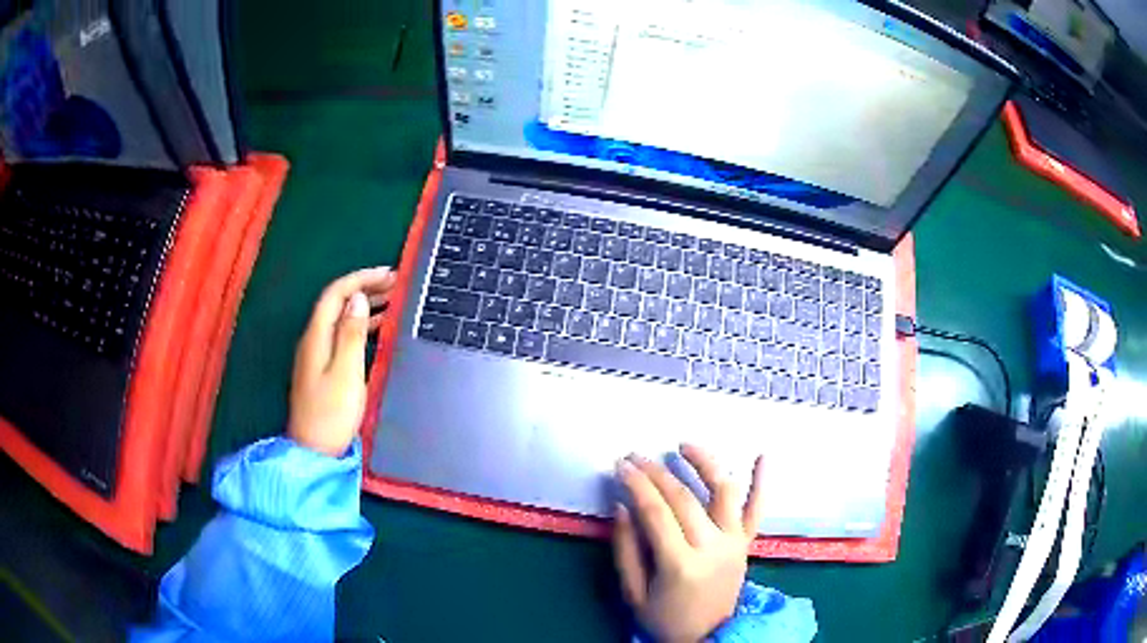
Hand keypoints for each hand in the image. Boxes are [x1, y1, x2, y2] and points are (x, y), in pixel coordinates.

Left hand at [288, 267, 396, 455]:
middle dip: (364, 287)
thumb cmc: (332, 414)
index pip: (336, 294)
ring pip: (340, 318)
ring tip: (391, 300)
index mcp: (316, 336)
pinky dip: (360, 325)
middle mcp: (313, 339)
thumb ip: (352, 334)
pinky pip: (342, 334)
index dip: (361, 279)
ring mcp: (316, 354)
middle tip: (394, 283)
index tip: (388, 274)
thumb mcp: (347, 373)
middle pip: (337, 302)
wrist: (314, 451)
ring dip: (364, 305)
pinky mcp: (322, 367)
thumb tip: (358, 299)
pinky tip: (376, 328)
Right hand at [613, 444, 764, 642]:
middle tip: (635, 456)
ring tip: (684, 445)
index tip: (620, 465)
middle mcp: (712, 547)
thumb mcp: (634, 593)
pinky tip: (761, 455)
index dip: (637, 485)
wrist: (708, 636)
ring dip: (706, 463)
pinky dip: (762, 482)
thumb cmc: (665, 618)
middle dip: (656, 473)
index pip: (656, 513)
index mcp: (680, 565)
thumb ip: (626, 550)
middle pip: (684, 499)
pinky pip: (757, 510)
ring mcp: (734, 543)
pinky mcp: (746, 543)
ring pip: (724, 493)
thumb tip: (622, 506)